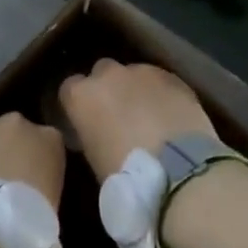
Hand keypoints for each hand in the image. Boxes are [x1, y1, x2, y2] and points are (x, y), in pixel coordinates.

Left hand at [0, 112, 65, 207]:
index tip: (30, 182)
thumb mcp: (52, 201)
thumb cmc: (28, 220)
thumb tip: (28, 187)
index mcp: (49, 138)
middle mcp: (15, 124)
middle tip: (0, 183)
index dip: (35, 162)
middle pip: (12, 132)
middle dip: (5, 151)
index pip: (46, 143)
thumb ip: (42, 182)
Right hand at [58, 60, 216, 180]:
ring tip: (148, 116)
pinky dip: (161, 94)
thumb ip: (89, 133)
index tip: (85, 119)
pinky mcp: (173, 77)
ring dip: (136, 89)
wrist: (178, 171)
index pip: (69, 89)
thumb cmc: (125, 175)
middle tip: (117, 115)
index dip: (79, 104)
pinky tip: (170, 115)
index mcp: (81, 96)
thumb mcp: (92, 157)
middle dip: (108, 88)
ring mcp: (143, 72)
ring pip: (133, 74)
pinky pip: (160, 82)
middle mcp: (108, 75)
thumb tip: (98, 130)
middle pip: (101, 72)